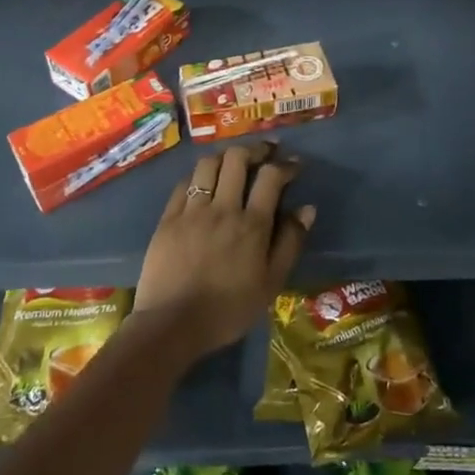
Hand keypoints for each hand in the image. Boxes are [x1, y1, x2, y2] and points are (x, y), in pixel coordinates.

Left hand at [134, 141, 315, 361]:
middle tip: (264, 154)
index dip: (285, 165)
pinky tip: (203, 183)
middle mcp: (223, 208)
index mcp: (252, 224)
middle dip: (255, 150)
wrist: (172, 325)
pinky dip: (198, 176)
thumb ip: (290, 243)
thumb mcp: (271, 283)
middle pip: (237, 159)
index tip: (294, 165)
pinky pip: (184, 184)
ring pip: (208, 165)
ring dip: (225, 157)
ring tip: (233, 163)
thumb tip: (307, 209)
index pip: (271, 177)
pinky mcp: (167, 219)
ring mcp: (191, 211)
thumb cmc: (229, 310)